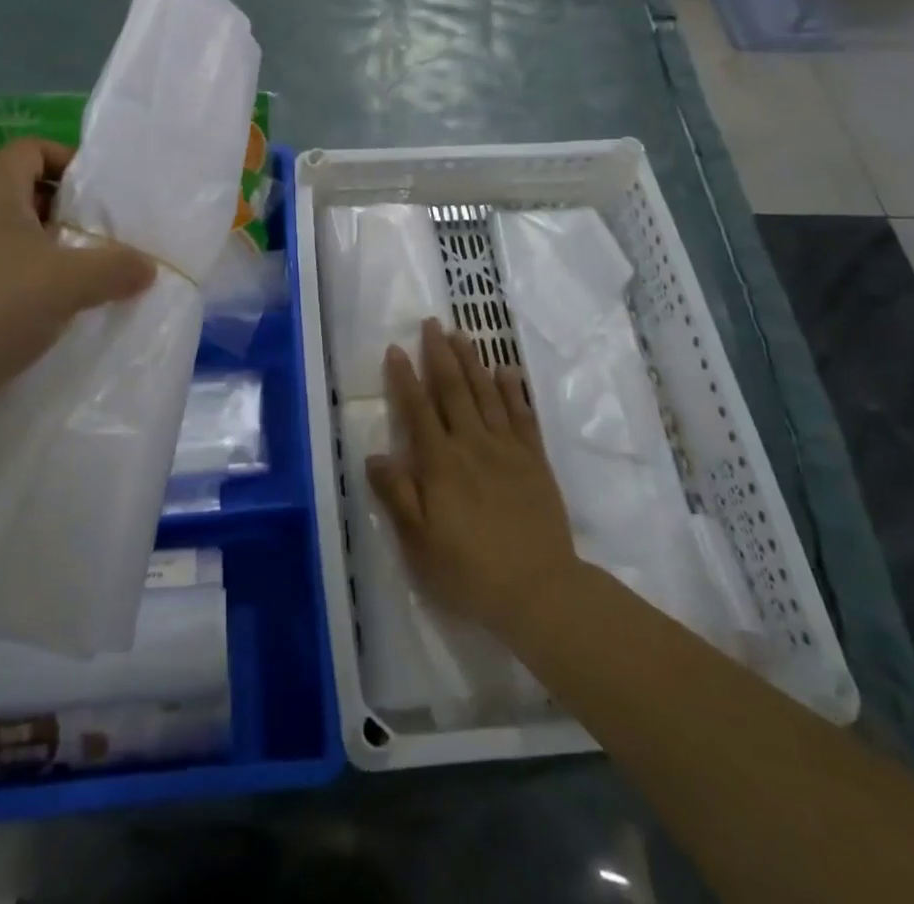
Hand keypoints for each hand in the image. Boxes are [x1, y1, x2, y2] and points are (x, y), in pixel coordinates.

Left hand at [0, 139, 155, 432]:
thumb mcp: (67, 281)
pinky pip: (7, 281)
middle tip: (112, 239)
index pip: (30, 150)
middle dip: (72, 214)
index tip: (103, 194)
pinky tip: (64, 317)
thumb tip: (148, 267)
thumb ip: (116, 267)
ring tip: (98, 280)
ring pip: (19, 243)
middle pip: (28, 196)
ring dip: (58, 257)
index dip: (68, 160)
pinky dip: (37, 291)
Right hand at [367, 320, 580, 641]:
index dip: (405, 378)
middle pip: (453, 390)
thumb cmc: (469, 570)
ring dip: (472, 361)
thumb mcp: (419, 542)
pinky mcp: (534, 460)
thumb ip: (396, 494)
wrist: (539, 590)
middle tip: (432, 324)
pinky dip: (514, 390)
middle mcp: (472, 444)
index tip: (396, 348)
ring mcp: (507, 449)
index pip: (417, 409)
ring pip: (486, 393)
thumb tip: (374, 454)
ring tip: (462, 334)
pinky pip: (522, 415)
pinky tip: (507, 371)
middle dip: (440, 354)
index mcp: (440, 463)